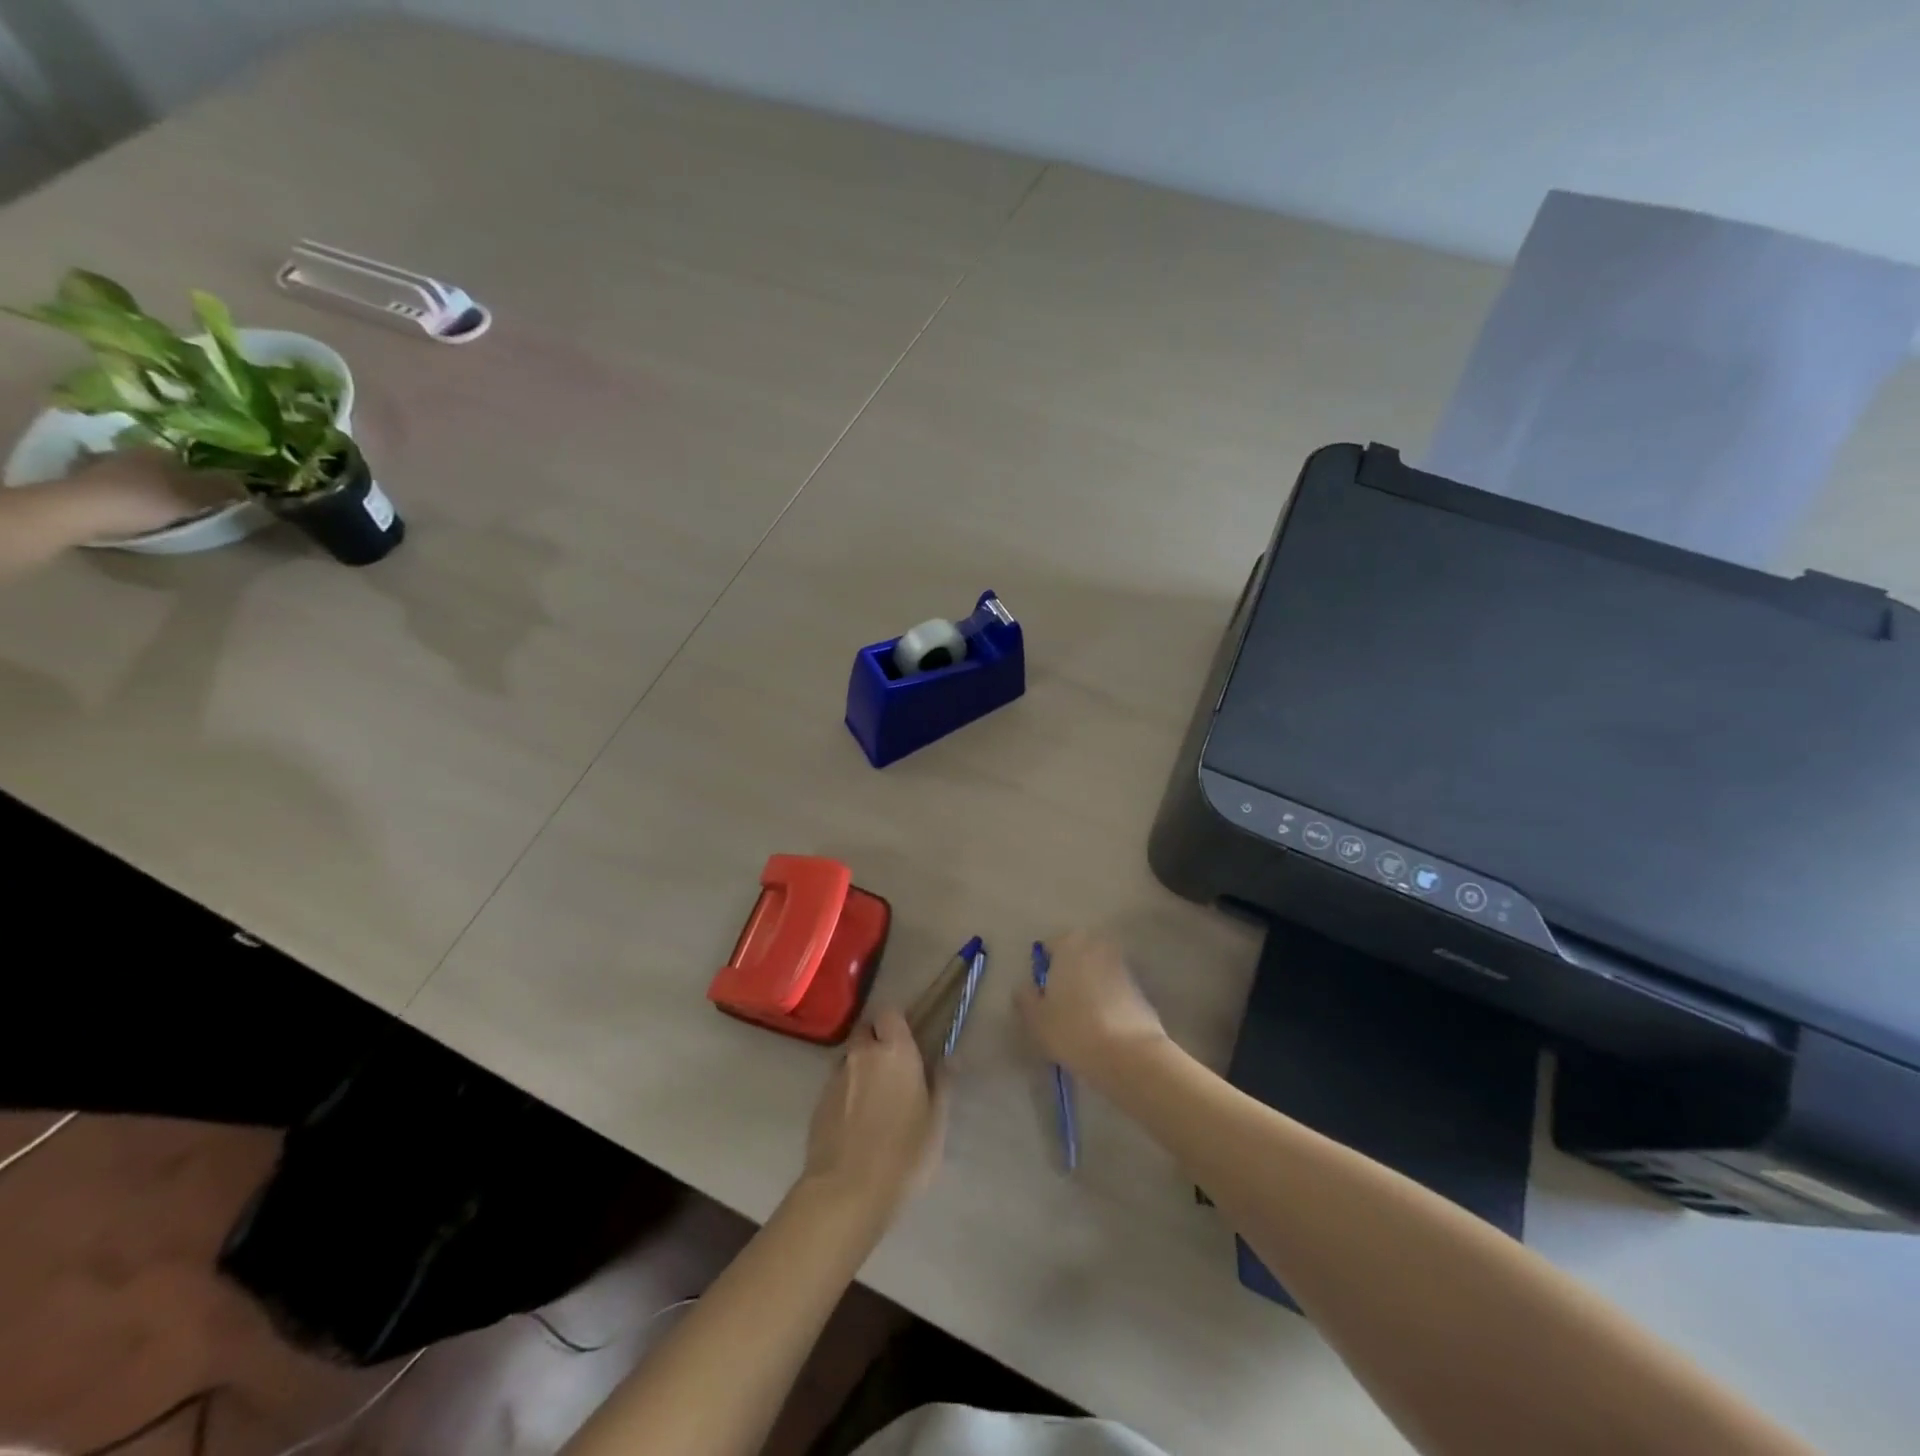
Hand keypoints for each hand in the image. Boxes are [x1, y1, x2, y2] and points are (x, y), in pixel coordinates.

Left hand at [52, 449, 239, 541]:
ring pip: (143, 476)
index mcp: (158, 450)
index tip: (215, 495)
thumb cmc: (143, 500)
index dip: (205, 477)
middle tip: (193, 502)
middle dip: (178, 481)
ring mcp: (105, 465)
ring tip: (166, 507)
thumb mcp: (193, 496)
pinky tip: (138, 508)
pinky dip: (133, 495)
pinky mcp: (88, 481)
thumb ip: (221, 489)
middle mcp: (131, 451)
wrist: (79, 510)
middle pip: (166, 468)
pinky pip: (122, 486)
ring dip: (155, 488)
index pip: (191, 461)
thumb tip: (247, 484)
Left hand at [802, 1009, 944, 1218]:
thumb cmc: (903, 1154)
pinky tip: (856, 1120)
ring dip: (860, 1067)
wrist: (846, 1192)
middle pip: (865, 1031)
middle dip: (876, 1041)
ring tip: (873, 1098)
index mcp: (895, 1051)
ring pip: (849, 1057)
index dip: (897, 1023)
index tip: (907, 1041)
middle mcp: (862, 1054)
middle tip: (891, 1068)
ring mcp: (836, 1077)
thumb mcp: (935, 1122)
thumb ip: (942, 1084)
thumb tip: (948, 1057)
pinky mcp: (818, 1102)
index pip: (890, 1012)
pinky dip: (847, 1092)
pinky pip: (836, 1084)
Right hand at [1016, 930, 1168, 1083]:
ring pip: (1097, 972)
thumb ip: (1026, 998)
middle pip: (1076, 956)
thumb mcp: (1036, 1019)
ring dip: (1089, 987)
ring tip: (1081, 1019)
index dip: (1044, 970)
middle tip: (1060, 1004)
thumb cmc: (1073, 1029)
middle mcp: (1098, 946)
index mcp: (1070, 945)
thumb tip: (1025, 987)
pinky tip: (1102, 1026)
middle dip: (1069, 974)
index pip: (1050, 947)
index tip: (1042, 995)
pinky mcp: (1140, 989)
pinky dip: (1107, 1001)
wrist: (1130, 1054)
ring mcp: (1122, 966)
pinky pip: (1114, 989)